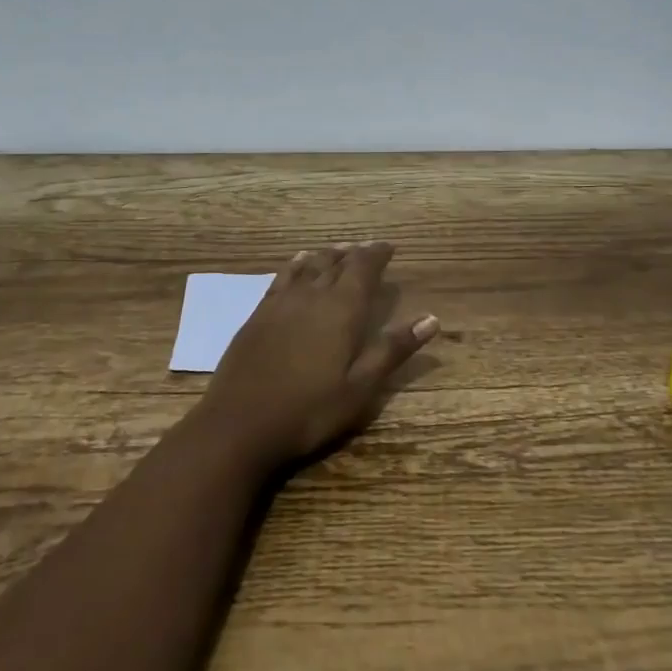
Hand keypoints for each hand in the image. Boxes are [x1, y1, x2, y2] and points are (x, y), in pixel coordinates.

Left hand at [199, 241, 438, 470]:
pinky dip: (296, 264)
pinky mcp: (259, 314)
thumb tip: (432, 319)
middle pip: (336, 262)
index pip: (363, 268)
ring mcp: (281, 302)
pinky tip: (298, 263)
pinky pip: (283, 276)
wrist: (239, 423)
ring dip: (327, 255)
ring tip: (339, 251)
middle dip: (354, 253)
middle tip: (367, 249)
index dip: (377, 254)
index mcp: (342, 309)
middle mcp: (312, 295)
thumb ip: (393, 349)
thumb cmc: (309, 410)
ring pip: (309, 265)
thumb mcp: (361, 388)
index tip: (389, 247)